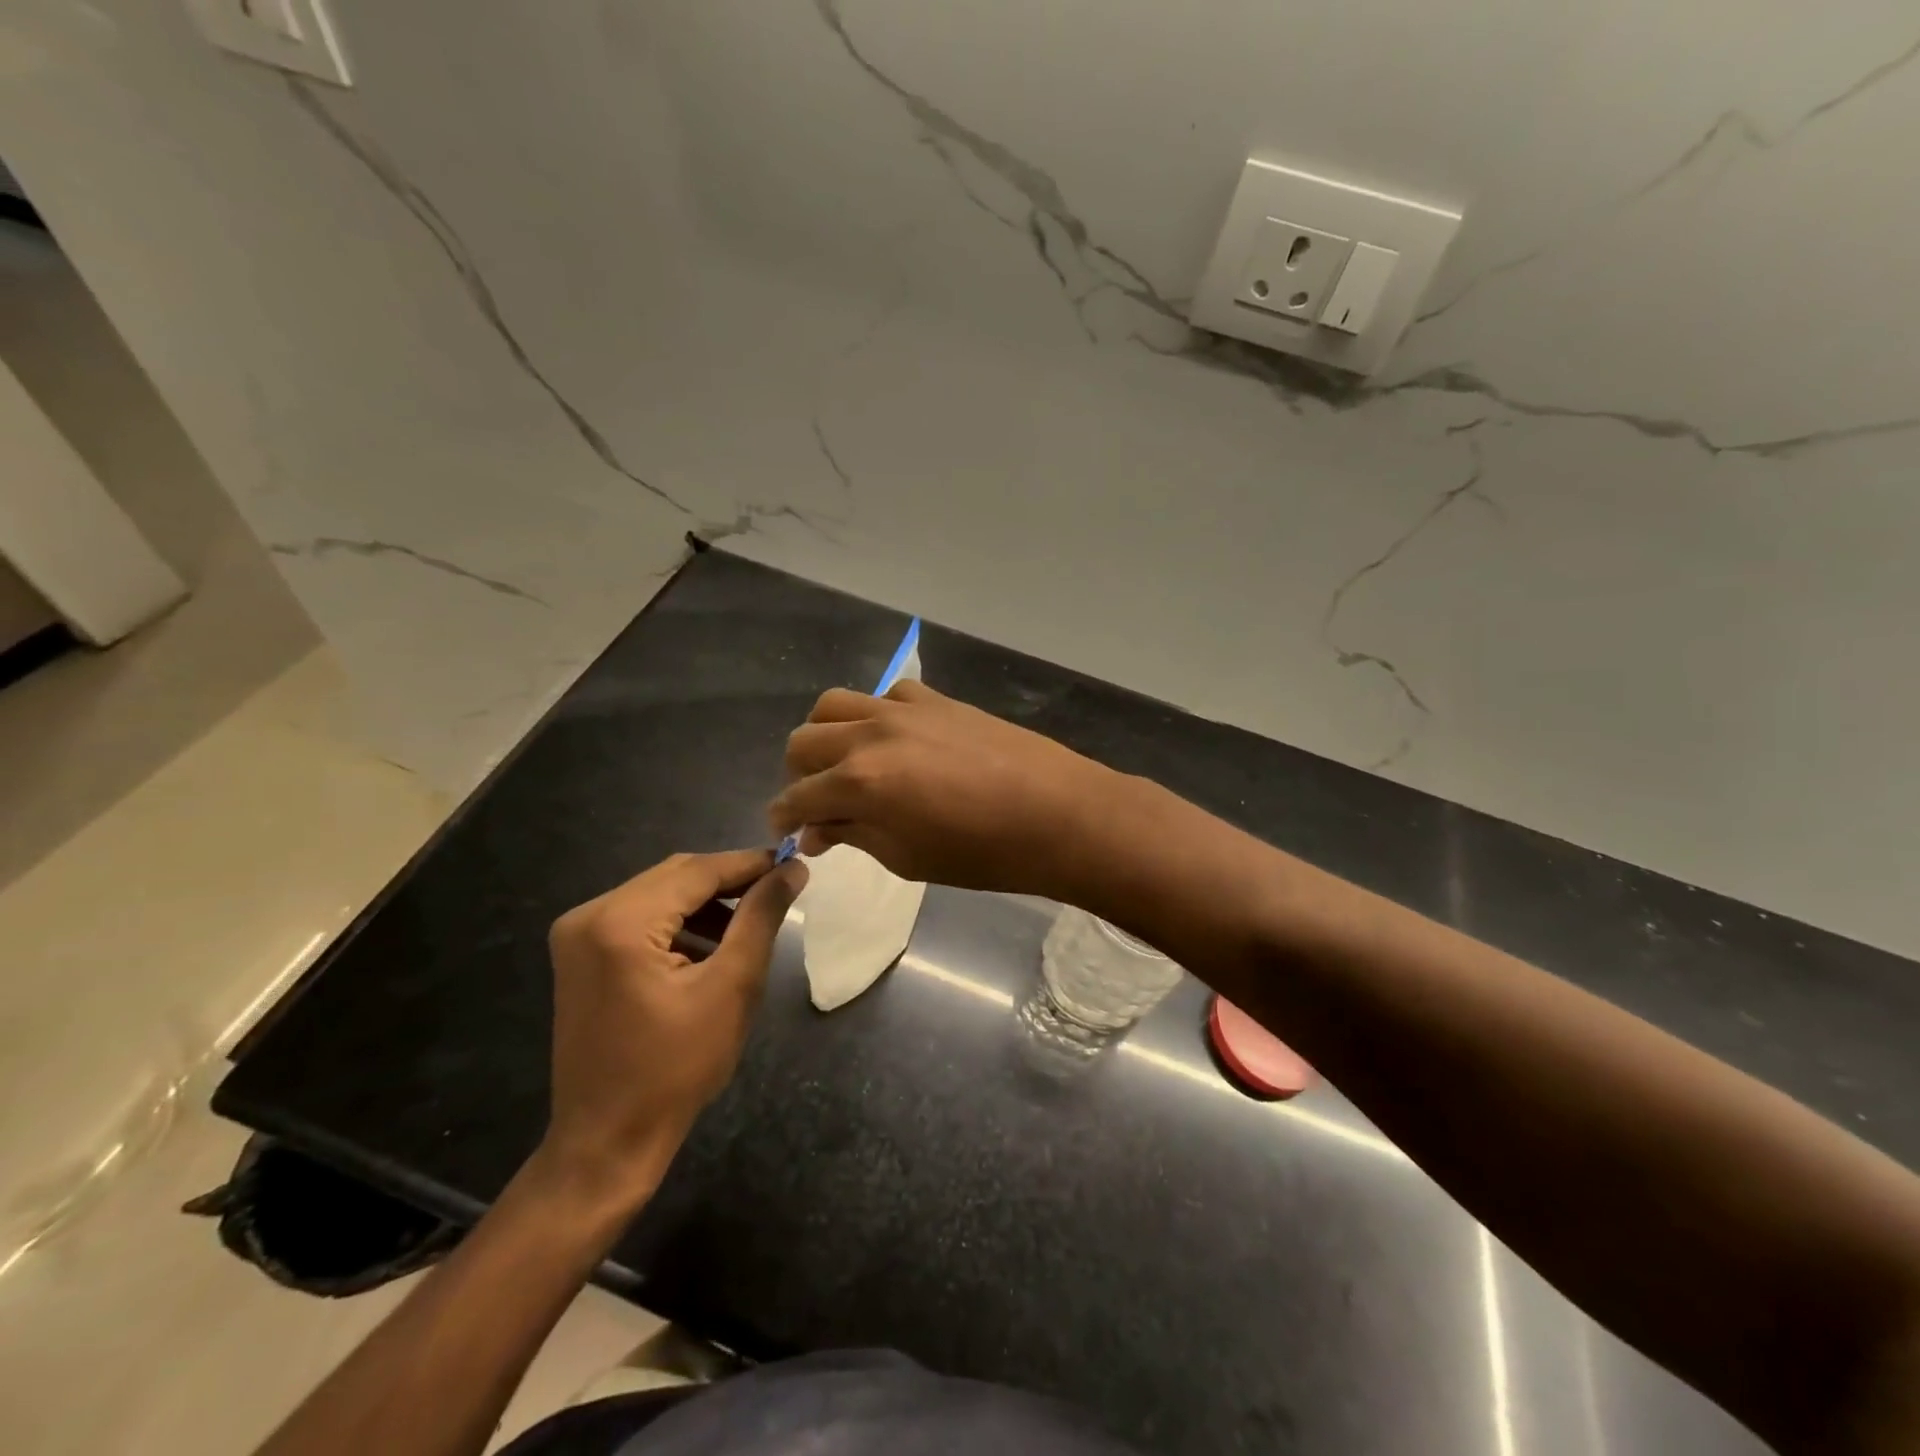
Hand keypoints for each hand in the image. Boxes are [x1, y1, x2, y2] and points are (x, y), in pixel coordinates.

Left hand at [540, 849, 805, 1205]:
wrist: (607, 1141)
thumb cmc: (675, 1069)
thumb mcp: (732, 987)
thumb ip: (761, 917)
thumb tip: (792, 868)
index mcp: (620, 922)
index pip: (697, 871)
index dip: (749, 864)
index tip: (793, 863)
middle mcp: (589, 915)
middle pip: (675, 876)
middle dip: (729, 881)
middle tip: (779, 890)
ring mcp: (577, 935)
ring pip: (658, 894)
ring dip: (706, 902)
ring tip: (751, 921)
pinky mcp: (579, 955)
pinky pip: (639, 918)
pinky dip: (679, 922)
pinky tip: (711, 944)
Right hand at [770, 681, 1117, 899]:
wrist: (1057, 813)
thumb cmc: (983, 853)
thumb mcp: (908, 857)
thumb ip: (854, 835)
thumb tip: (816, 829)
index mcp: (859, 782)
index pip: (797, 796)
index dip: (783, 816)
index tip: (786, 829)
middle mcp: (870, 735)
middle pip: (804, 740)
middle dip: (798, 774)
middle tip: (819, 800)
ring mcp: (904, 709)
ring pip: (835, 704)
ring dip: (826, 735)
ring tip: (847, 762)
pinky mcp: (936, 699)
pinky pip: (886, 694)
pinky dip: (875, 716)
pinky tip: (896, 740)